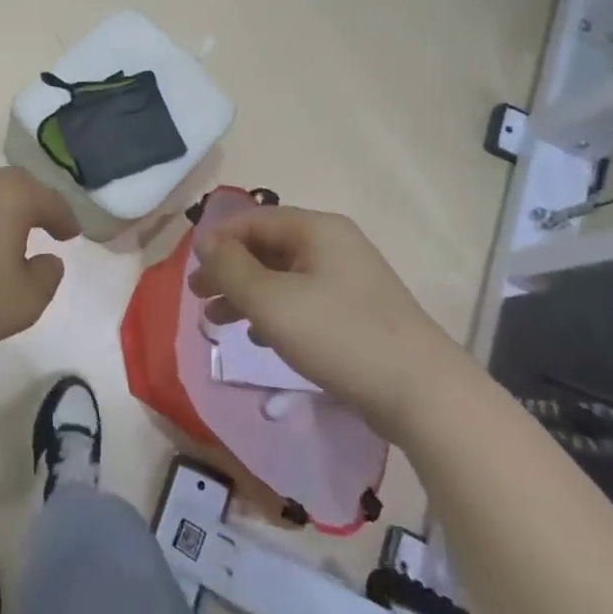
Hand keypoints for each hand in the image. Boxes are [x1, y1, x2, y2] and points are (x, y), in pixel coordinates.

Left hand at [0, 168, 82, 352]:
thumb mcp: (24, 302)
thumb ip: (47, 279)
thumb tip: (48, 259)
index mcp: (13, 196)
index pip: (51, 201)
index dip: (66, 219)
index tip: (72, 235)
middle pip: (18, 187)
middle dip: (36, 206)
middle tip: (46, 227)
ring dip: (4, 214)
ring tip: (9, 242)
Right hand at [189, 205, 476, 435]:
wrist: (422, 393)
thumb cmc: (338, 335)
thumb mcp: (271, 300)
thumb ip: (231, 267)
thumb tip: (206, 241)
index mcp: (316, 229)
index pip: (252, 220)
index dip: (217, 241)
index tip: (190, 271)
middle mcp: (334, 245)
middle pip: (267, 247)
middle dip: (229, 271)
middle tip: (197, 297)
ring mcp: (349, 279)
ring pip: (283, 276)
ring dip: (247, 294)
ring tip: (217, 321)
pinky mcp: (357, 312)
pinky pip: (303, 300)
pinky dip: (275, 312)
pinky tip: (260, 337)